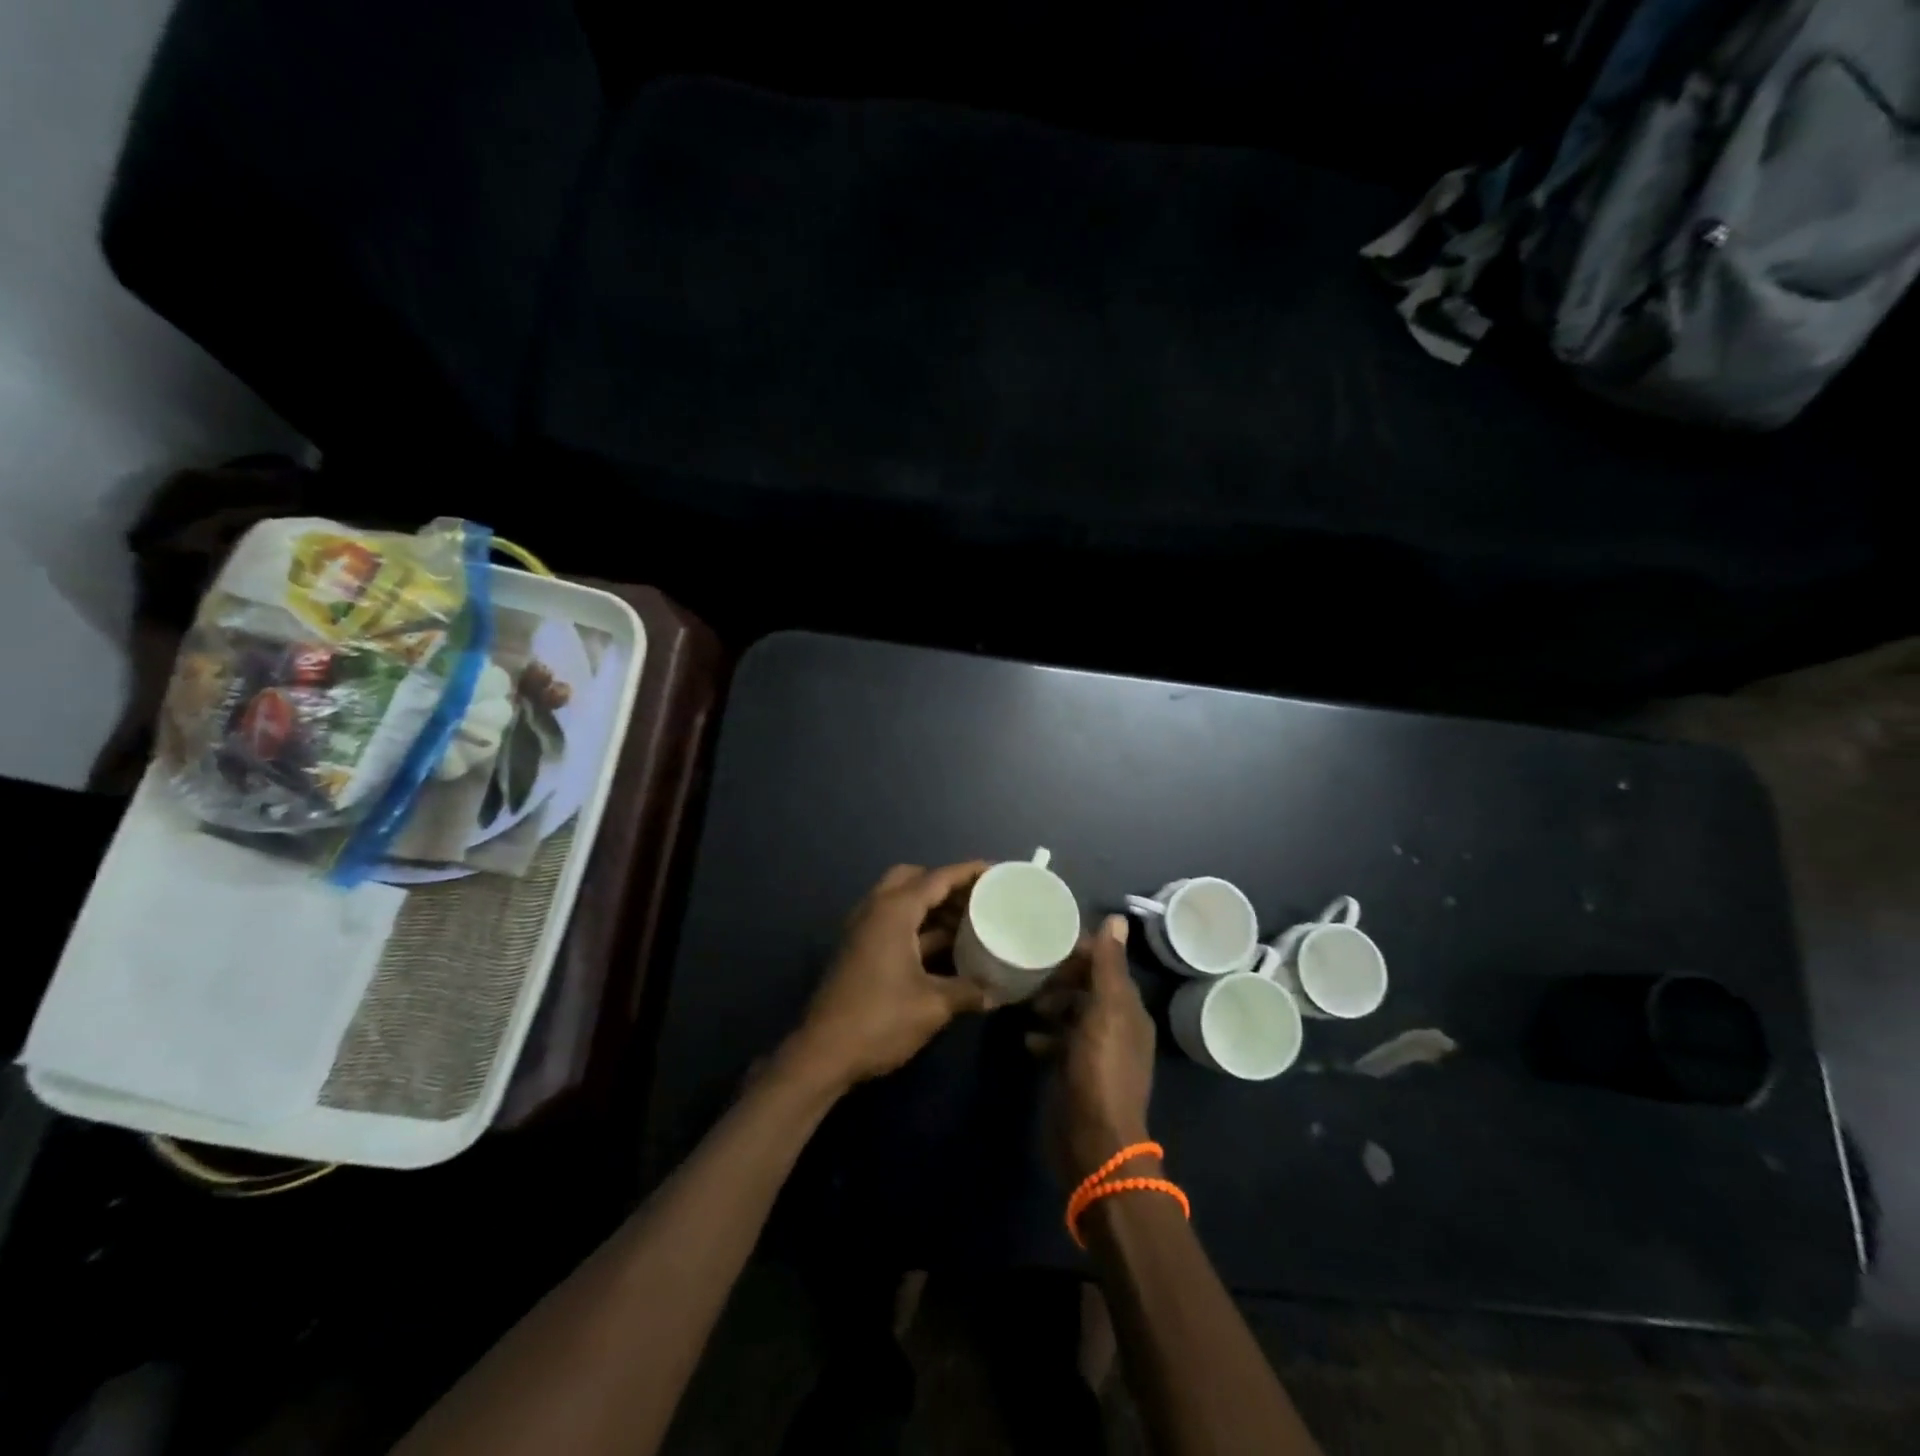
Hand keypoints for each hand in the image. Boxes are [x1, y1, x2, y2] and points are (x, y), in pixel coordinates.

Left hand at [785, 862, 995, 1092]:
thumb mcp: (933, 1006)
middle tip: (975, 898)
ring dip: (931, 907)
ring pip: (900, 902)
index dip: (968, 872)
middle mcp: (875, 910)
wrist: (823, 1054)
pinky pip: (893, 923)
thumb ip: (968, 991)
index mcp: (893, 911)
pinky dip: (918, 927)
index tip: (996, 871)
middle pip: (913, 879)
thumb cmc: (880, 1020)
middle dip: (944, 884)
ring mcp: (863, 931)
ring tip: (967, 921)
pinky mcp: (859, 951)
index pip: (937, 878)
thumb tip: (997, 992)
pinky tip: (944, 949)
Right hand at [1030, 915, 1157, 1184]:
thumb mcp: (1106, 1011)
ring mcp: (1096, 1052)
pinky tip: (1025, 1037)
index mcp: (1129, 1009)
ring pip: (1071, 1013)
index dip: (1080, 951)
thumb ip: (1108, 966)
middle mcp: (1117, 1026)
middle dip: (1060, 978)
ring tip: (1024, 1001)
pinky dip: (1044, 1035)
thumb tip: (1117, 918)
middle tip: (1030, 972)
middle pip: (1087, 987)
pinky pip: (1059, 1042)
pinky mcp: (1076, 1073)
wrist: (1094, 1142)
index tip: (1047, 941)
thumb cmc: (1101, 1070)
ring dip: (1049, 1004)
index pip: (1106, 964)